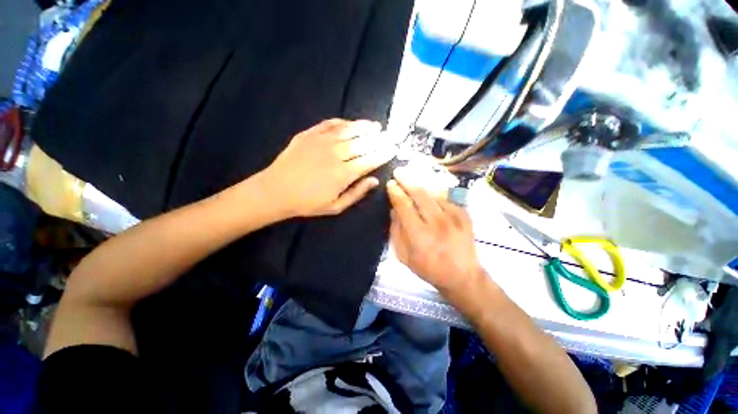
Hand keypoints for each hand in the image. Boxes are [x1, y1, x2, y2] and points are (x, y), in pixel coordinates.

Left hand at [261, 119, 394, 217]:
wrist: (276, 190)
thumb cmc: (305, 203)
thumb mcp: (334, 207)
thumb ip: (356, 193)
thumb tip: (374, 181)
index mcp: (344, 173)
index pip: (371, 159)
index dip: (384, 153)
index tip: (393, 148)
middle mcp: (337, 154)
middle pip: (363, 142)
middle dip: (379, 138)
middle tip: (389, 135)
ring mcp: (322, 141)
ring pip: (349, 130)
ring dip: (364, 126)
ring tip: (375, 125)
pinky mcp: (310, 134)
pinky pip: (330, 124)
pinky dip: (343, 122)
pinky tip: (350, 123)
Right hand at [387, 167, 483, 293]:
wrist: (462, 276)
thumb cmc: (430, 270)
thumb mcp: (405, 258)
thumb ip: (397, 233)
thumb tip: (394, 211)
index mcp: (420, 236)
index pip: (404, 206)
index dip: (396, 192)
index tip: (390, 184)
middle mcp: (437, 223)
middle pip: (420, 194)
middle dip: (407, 180)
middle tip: (399, 172)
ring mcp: (454, 218)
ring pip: (434, 195)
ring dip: (422, 189)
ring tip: (414, 184)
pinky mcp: (465, 216)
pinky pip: (447, 202)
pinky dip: (437, 200)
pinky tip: (433, 204)